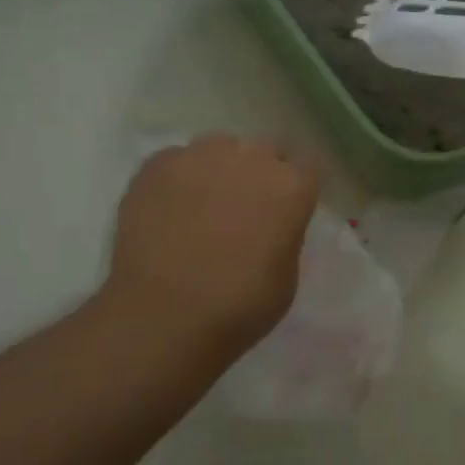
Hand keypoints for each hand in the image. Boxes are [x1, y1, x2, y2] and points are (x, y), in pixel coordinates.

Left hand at [96, 135, 319, 360]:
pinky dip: (179, 178)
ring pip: (219, 147)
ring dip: (219, 168)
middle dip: (260, 172)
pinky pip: (176, 160)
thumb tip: (271, 223)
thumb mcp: (287, 274)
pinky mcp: (156, 166)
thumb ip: (285, 233)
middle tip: (245, 207)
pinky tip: (170, 208)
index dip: (297, 185)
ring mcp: (200, 157)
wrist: (164, 317)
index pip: (308, 164)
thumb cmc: (240, 306)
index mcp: (293, 186)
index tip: (288, 206)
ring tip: (203, 202)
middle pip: (264, 150)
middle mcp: (251, 159)